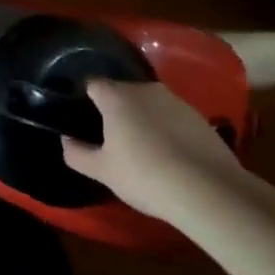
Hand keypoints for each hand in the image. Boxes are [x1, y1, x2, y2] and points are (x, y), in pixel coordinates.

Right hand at [62, 79, 244, 218]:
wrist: (208, 191)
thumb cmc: (144, 176)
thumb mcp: (102, 171)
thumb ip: (77, 153)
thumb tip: (66, 140)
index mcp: (116, 96)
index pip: (92, 83)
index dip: (85, 98)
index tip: (84, 118)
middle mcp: (145, 89)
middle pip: (122, 92)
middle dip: (115, 110)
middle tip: (112, 138)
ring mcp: (176, 101)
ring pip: (149, 104)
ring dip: (143, 119)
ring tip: (143, 149)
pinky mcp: (199, 117)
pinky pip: (172, 117)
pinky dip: (167, 129)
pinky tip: (170, 156)